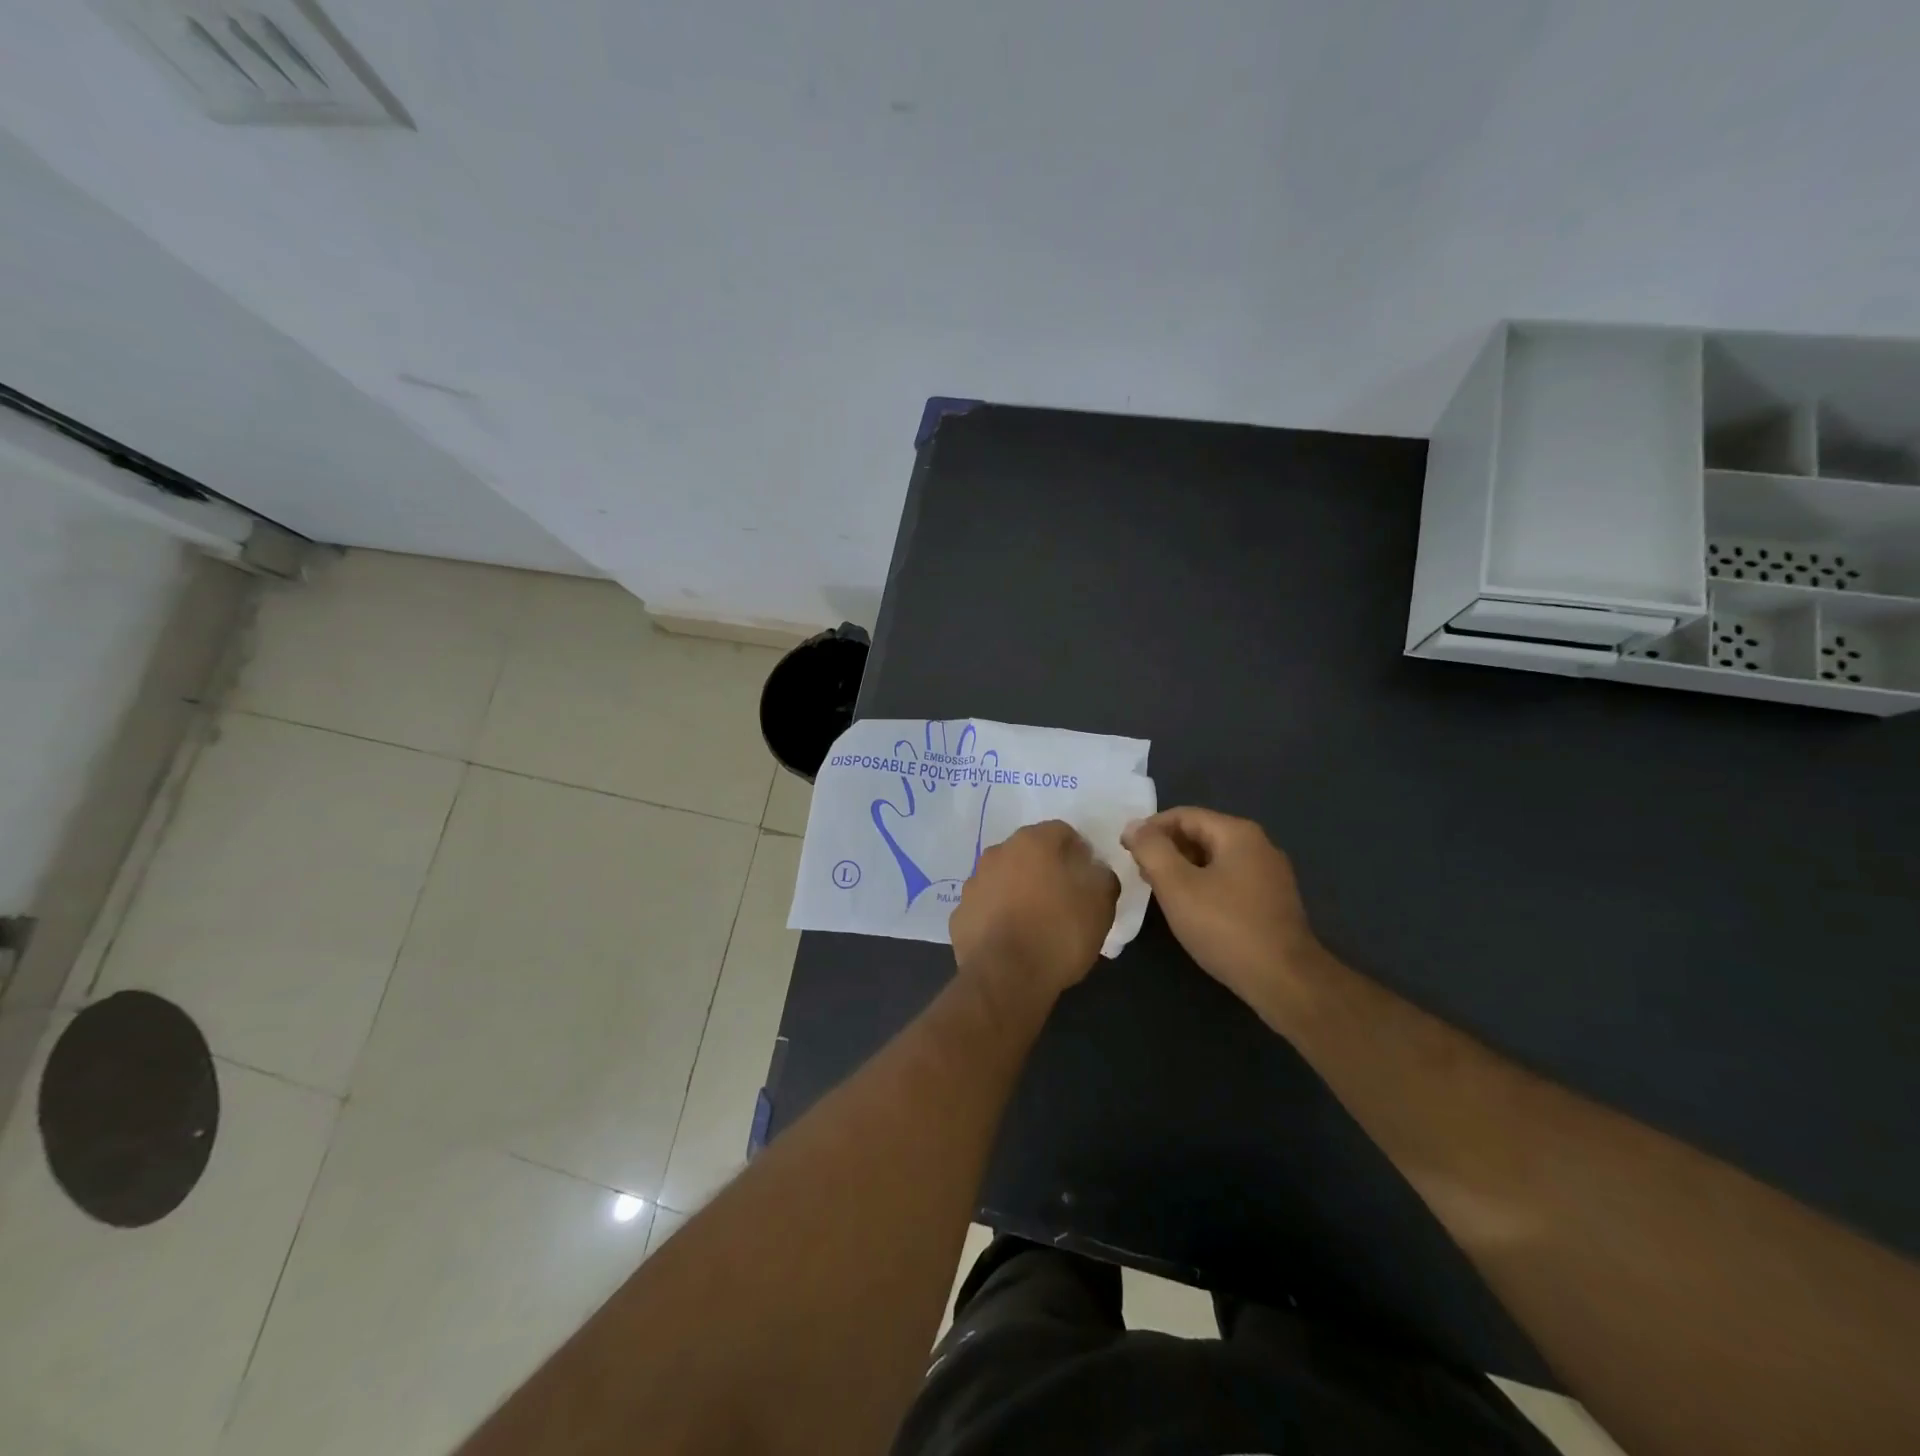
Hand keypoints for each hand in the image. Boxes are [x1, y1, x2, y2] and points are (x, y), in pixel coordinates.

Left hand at [950, 821, 1119, 997]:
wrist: (1006, 978)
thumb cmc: (1059, 932)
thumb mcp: (1101, 903)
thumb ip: (1102, 877)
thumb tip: (1094, 870)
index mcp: (1032, 842)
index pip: (1062, 832)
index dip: (1079, 853)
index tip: (1089, 878)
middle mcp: (997, 853)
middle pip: (1029, 853)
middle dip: (1046, 869)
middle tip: (1064, 899)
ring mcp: (973, 883)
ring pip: (1003, 878)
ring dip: (1018, 891)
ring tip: (1037, 923)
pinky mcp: (959, 914)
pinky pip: (985, 907)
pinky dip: (998, 916)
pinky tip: (1012, 939)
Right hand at [1121, 807, 1323, 1014]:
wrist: (1285, 981)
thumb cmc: (1225, 927)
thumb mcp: (1176, 885)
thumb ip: (1151, 850)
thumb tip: (1134, 827)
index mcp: (1237, 833)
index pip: (1183, 815)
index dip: (1149, 828)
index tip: (1125, 850)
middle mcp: (1259, 845)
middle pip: (1200, 834)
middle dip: (1166, 849)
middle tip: (1139, 872)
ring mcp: (1270, 874)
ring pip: (1214, 859)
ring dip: (1183, 868)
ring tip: (1159, 891)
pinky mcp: (1273, 901)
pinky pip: (1229, 880)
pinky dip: (1204, 885)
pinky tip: (1190, 909)